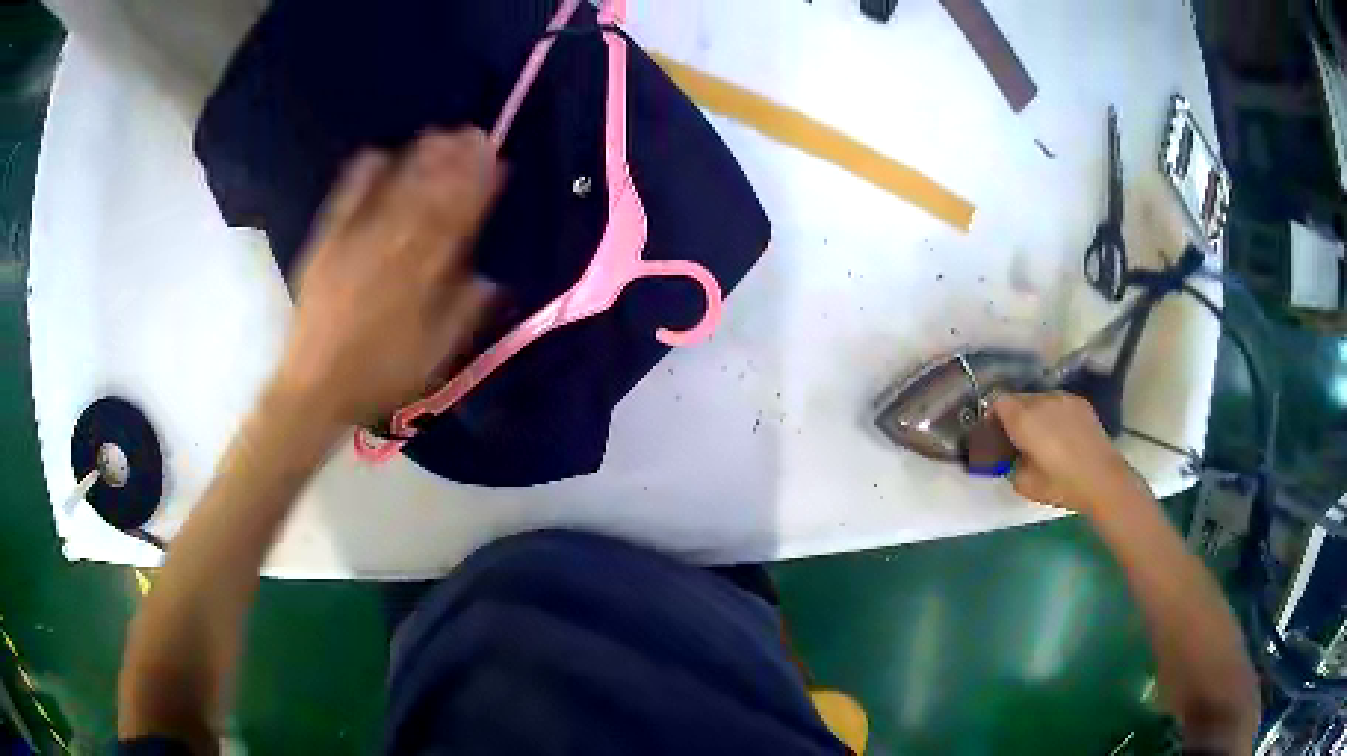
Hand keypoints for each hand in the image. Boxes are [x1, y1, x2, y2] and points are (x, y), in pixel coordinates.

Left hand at [274, 129, 502, 425]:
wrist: (314, 389)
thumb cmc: (378, 377)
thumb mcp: (431, 358)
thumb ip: (460, 315)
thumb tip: (490, 279)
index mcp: (420, 282)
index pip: (456, 225)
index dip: (477, 190)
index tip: (496, 161)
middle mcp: (390, 255)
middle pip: (427, 201)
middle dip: (453, 165)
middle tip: (472, 132)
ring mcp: (354, 246)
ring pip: (392, 196)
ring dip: (416, 162)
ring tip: (437, 133)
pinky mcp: (326, 246)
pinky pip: (344, 205)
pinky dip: (359, 177)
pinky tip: (376, 151)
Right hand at [989, 392, 1142, 513]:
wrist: (1101, 478)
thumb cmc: (1060, 483)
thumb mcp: (1023, 483)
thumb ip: (1010, 463)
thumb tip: (1012, 456)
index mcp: (1023, 418)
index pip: (998, 402)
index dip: (993, 416)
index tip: (995, 434)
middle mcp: (1041, 400)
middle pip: (1018, 398)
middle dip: (1014, 415)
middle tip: (1017, 438)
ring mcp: (1063, 398)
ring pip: (1039, 399)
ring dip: (1035, 413)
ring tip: (1042, 436)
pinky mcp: (1080, 402)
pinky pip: (1058, 403)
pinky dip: (1054, 414)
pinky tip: (1061, 434)